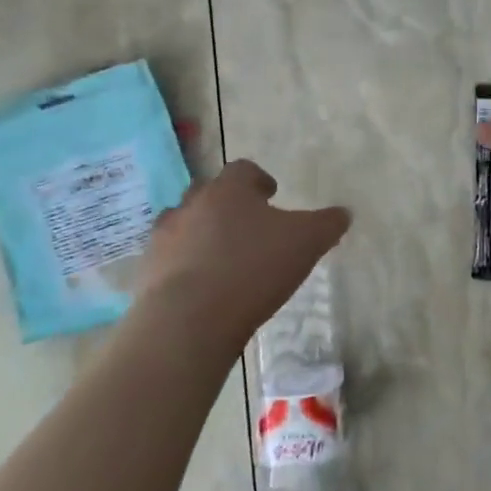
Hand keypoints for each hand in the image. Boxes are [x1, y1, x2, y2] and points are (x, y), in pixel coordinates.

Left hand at [131, 161, 350, 354]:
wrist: (188, 320)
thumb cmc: (252, 269)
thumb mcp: (306, 243)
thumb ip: (327, 224)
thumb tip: (344, 213)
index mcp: (228, 190)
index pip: (243, 170)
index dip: (259, 180)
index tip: (272, 194)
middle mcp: (191, 205)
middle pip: (209, 194)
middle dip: (227, 206)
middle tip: (248, 226)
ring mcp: (163, 239)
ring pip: (184, 226)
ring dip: (202, 235)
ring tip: (223, 259)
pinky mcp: (147, 273)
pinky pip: (170, 261)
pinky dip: (185, 267)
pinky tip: (203, 289)